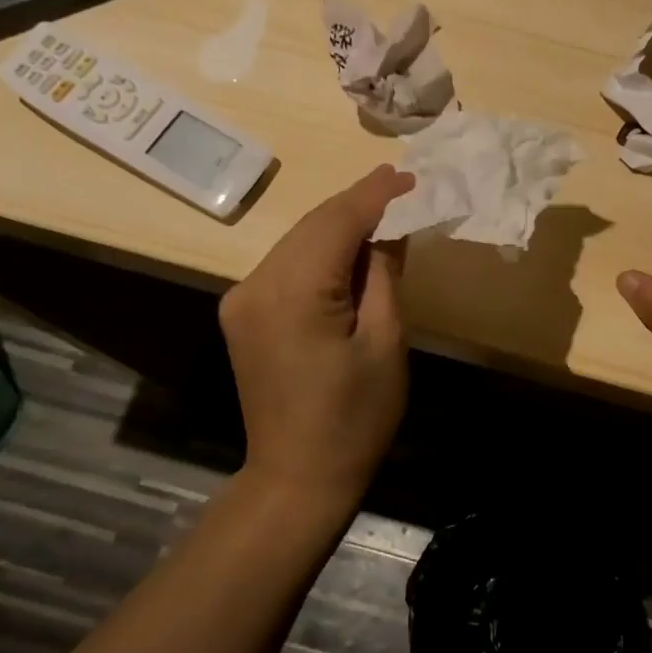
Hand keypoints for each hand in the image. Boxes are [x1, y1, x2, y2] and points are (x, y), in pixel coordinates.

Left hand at [220, 165, 415, 511]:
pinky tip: (350, 255)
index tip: (410, 175)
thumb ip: (384, 276)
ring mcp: (242, 300)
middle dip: (358, 205)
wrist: (298, 477)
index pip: (336, 222)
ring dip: (339, 228)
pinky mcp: (243, 315)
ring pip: (297, 243)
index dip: (375, 195)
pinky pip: (287, 267)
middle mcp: (255, 285)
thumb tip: (390, 230)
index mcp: (293, 293)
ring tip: (385, 216)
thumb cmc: (355, 418)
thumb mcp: (385, 343)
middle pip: (311, 226)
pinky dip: (320, 254)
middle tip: (402, 188)